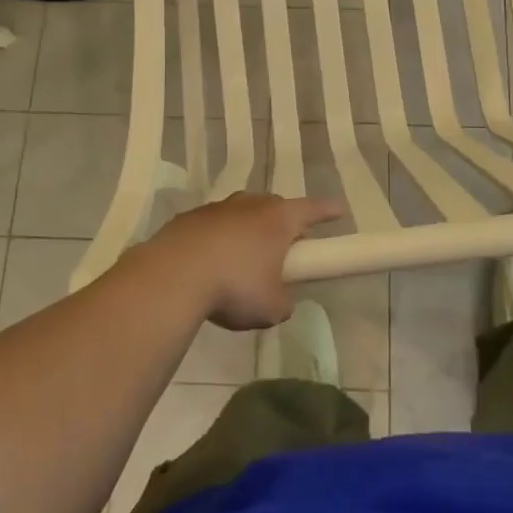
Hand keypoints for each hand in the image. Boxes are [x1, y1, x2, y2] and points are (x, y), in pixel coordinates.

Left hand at [139, 192, 344, 329]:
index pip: (312, 209)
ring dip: (247, 229)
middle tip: (286, 243)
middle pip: (274, 206)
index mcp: (278, 219)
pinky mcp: (188, 218)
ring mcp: (217, 208)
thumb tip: (280, 299)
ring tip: (244, 258)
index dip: (328, 211)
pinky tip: (210, 263)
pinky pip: (212, 225)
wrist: (172, 277)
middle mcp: (250, 205)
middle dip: (282, 222)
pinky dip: (217, 239)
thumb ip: (283, 300)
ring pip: (241, 212)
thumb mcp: (271, 307)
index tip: (340, 210)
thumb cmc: (234, 287)